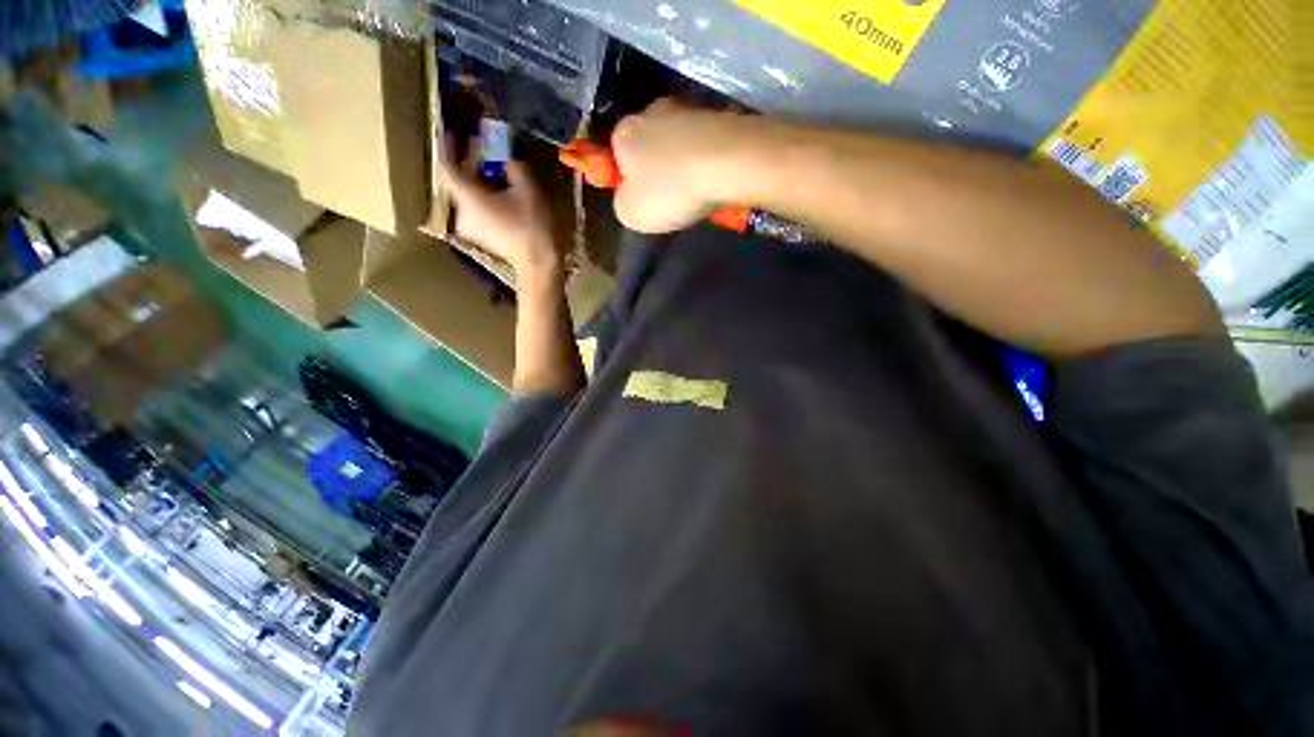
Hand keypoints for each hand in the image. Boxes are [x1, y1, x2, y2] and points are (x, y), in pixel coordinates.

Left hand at [438, 155, 561, 276]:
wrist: (539, 265)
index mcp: (469, 198)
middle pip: (459, 181)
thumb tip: (504, 151)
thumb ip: (512, 165)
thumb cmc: (534, 227)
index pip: (447, 167)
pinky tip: (501, 196)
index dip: (449, 147)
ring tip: (496, 173)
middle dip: (471, 165)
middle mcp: (463, 212)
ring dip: (479, 182)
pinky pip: (475, 209)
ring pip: (467, 195)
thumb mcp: (528, 190)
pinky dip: (484, 198)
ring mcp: (470, 227)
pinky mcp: (480, 236)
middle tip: (486, 152)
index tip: (456, 134)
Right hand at [611, 99, 744, 232]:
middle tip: (671, 198)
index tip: (644, 199)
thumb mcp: (631, 213)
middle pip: (650, 145)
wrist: (727, 163)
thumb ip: (622, 203)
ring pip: (680, 142)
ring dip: (684, 164)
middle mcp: (652, 112)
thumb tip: (629, 197)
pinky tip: (715, 180)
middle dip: (657, 168)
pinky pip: (705, 143)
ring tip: (697, 191)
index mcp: (625, 133)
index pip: (617, 154)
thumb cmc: (670, 190)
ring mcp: (688, 110)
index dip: (628, 179)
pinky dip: (707, 160)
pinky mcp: (719, 115)